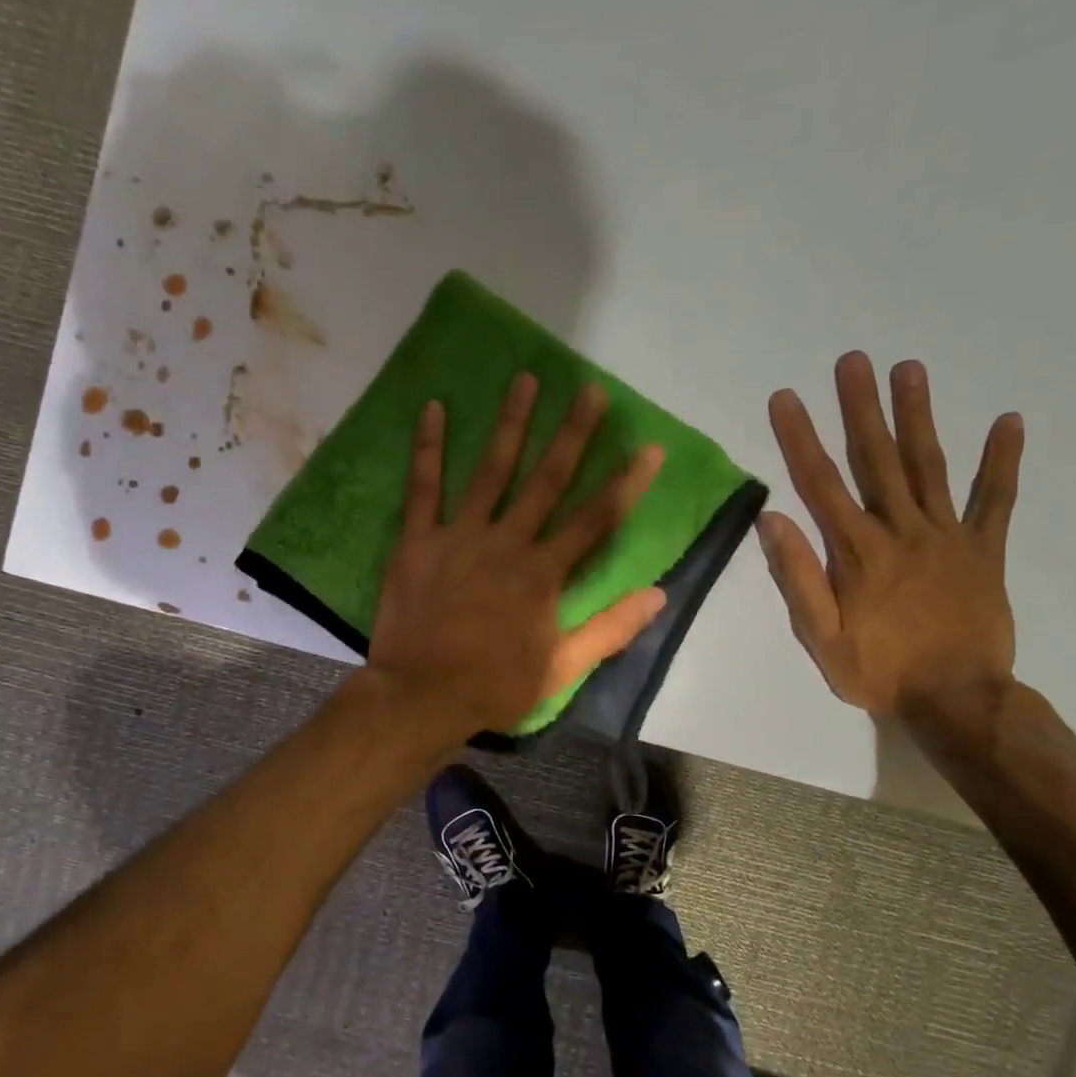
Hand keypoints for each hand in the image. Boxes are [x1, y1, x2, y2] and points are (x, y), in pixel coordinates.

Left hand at [368, 373, 667, 735]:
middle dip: (572, 435)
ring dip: (510, 424)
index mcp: (542, 575)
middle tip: (591, 392)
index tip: (650, 448)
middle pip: (546, 481)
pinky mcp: (417, 541)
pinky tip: (432, 408)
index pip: (595, 521)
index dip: (626, 484)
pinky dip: (427, 448)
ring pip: (490, 471)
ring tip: (526, 380)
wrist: (421, 697)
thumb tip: (658, 595)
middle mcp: (506, 543)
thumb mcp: (561, 668)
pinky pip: (422, 488)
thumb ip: (609, 630)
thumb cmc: (494, 686)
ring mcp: (459, 537)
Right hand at [759, 351, 1023, 719]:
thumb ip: (798, 577)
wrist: (957, 699)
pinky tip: (1008, 421)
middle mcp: (902, 531)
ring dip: (918, 416)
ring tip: (910, 368)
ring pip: (929, 467)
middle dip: (861, 408)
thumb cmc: (879, 672)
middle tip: (854, 360)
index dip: (801, 438)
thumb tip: (773, 518)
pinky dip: (1002, 462)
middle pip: (877, 460)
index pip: (821, 484)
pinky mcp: (985, 550)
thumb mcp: (820, 637)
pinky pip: (996, 500)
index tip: (786, 398)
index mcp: (857, 553)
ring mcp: (948, 537)